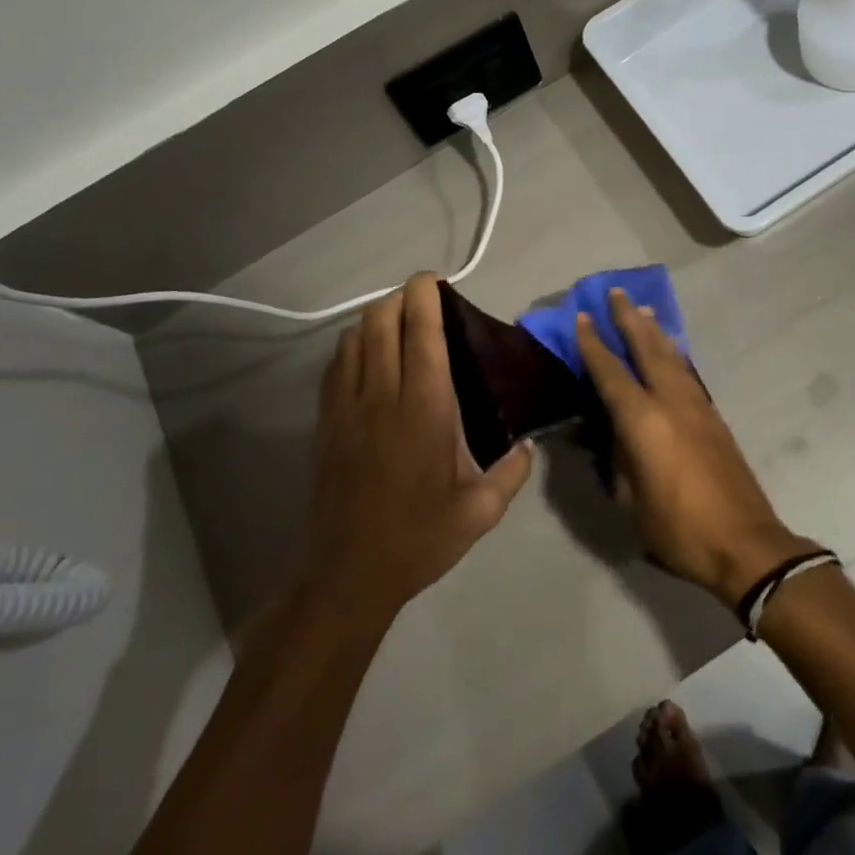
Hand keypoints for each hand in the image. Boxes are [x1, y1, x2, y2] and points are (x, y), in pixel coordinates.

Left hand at [301, 273, 532, 620]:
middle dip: (399, 297)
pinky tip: (367, 354)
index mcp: (425, 409)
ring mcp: (347, 407)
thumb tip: (527, 445)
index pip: (420, 333)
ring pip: (354, 338)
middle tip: (422, 299)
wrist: (348, 575)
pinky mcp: (327, 422)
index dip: (424, 296)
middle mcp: (382, 396)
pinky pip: (336, 365)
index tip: (435, 280)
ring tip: (397, 320)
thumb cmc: (419, 539)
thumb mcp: (481, 512)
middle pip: (380, 322)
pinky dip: (353, 344)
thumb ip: (512, 472)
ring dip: (375, 317)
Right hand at [576, 288, 818, 606]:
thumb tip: (612, 433)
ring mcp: (697, 406)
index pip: (611, 372)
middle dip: (629, 319)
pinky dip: (674, 353)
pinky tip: (671, 349)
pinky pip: (687, 372)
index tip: (583, 316)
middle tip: (615, 292)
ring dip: (655, 330)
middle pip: (647, 348)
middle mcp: (671, 402)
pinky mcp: (714, 417)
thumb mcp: (630, 500)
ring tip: (643, 309)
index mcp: (643, 421)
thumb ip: (618, 459)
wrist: (745, 543)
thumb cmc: (678, 528)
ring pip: (672, 356)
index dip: (593, 344)